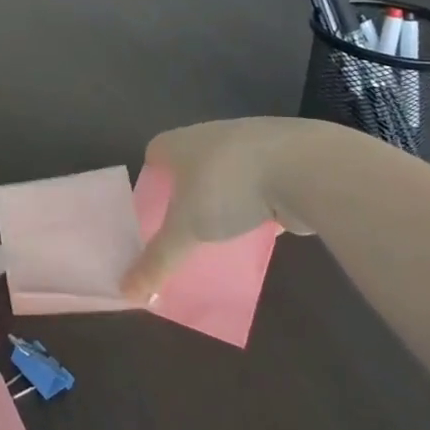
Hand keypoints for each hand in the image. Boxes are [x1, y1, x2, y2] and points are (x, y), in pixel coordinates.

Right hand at [121, 118, 317, 300]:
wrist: (304, 167)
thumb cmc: (228, 187)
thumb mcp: (186, 231)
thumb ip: (158, 261)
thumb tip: (126, 293)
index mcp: (180, 142)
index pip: (154, 154)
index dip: (151, 180)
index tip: (153, 211)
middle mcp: (210, 136)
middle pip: (189, 164)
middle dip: (186, 193)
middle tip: (183, 228)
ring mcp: (249, 145)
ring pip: (226, 175)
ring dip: (224, 199)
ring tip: (220, 233)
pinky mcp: (283, 161)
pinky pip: (258, 185)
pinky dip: (256, 205)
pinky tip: (257, 231)